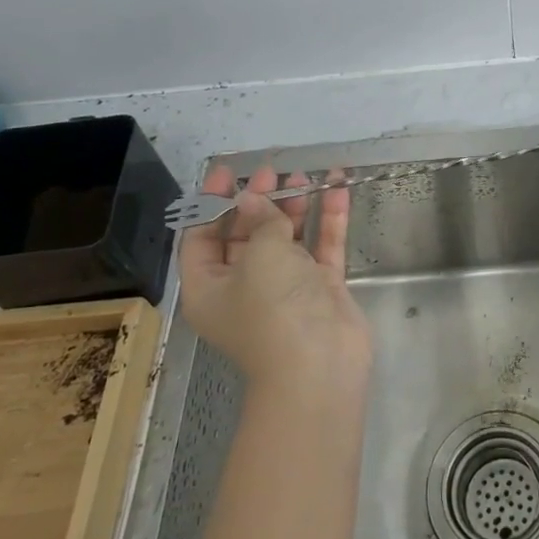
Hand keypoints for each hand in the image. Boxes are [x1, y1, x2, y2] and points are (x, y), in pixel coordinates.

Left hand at [178, 165, 369, 396]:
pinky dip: (328, 219)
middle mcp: (244, 287)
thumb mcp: (260, 255)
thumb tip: (252, 198)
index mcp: (210, 287)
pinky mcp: (321, 288)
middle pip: (246, 235)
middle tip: (274, 172)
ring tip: (305, 175)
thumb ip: (260, 220)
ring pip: (287, 239)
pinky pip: (322, 246)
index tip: (230, 173)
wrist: (320, 366)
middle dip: (259, 201)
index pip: (200, 238)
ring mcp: (286, 288)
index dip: (211, 203)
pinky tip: (337, 188)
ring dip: (294, 207)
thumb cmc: (273, 309)